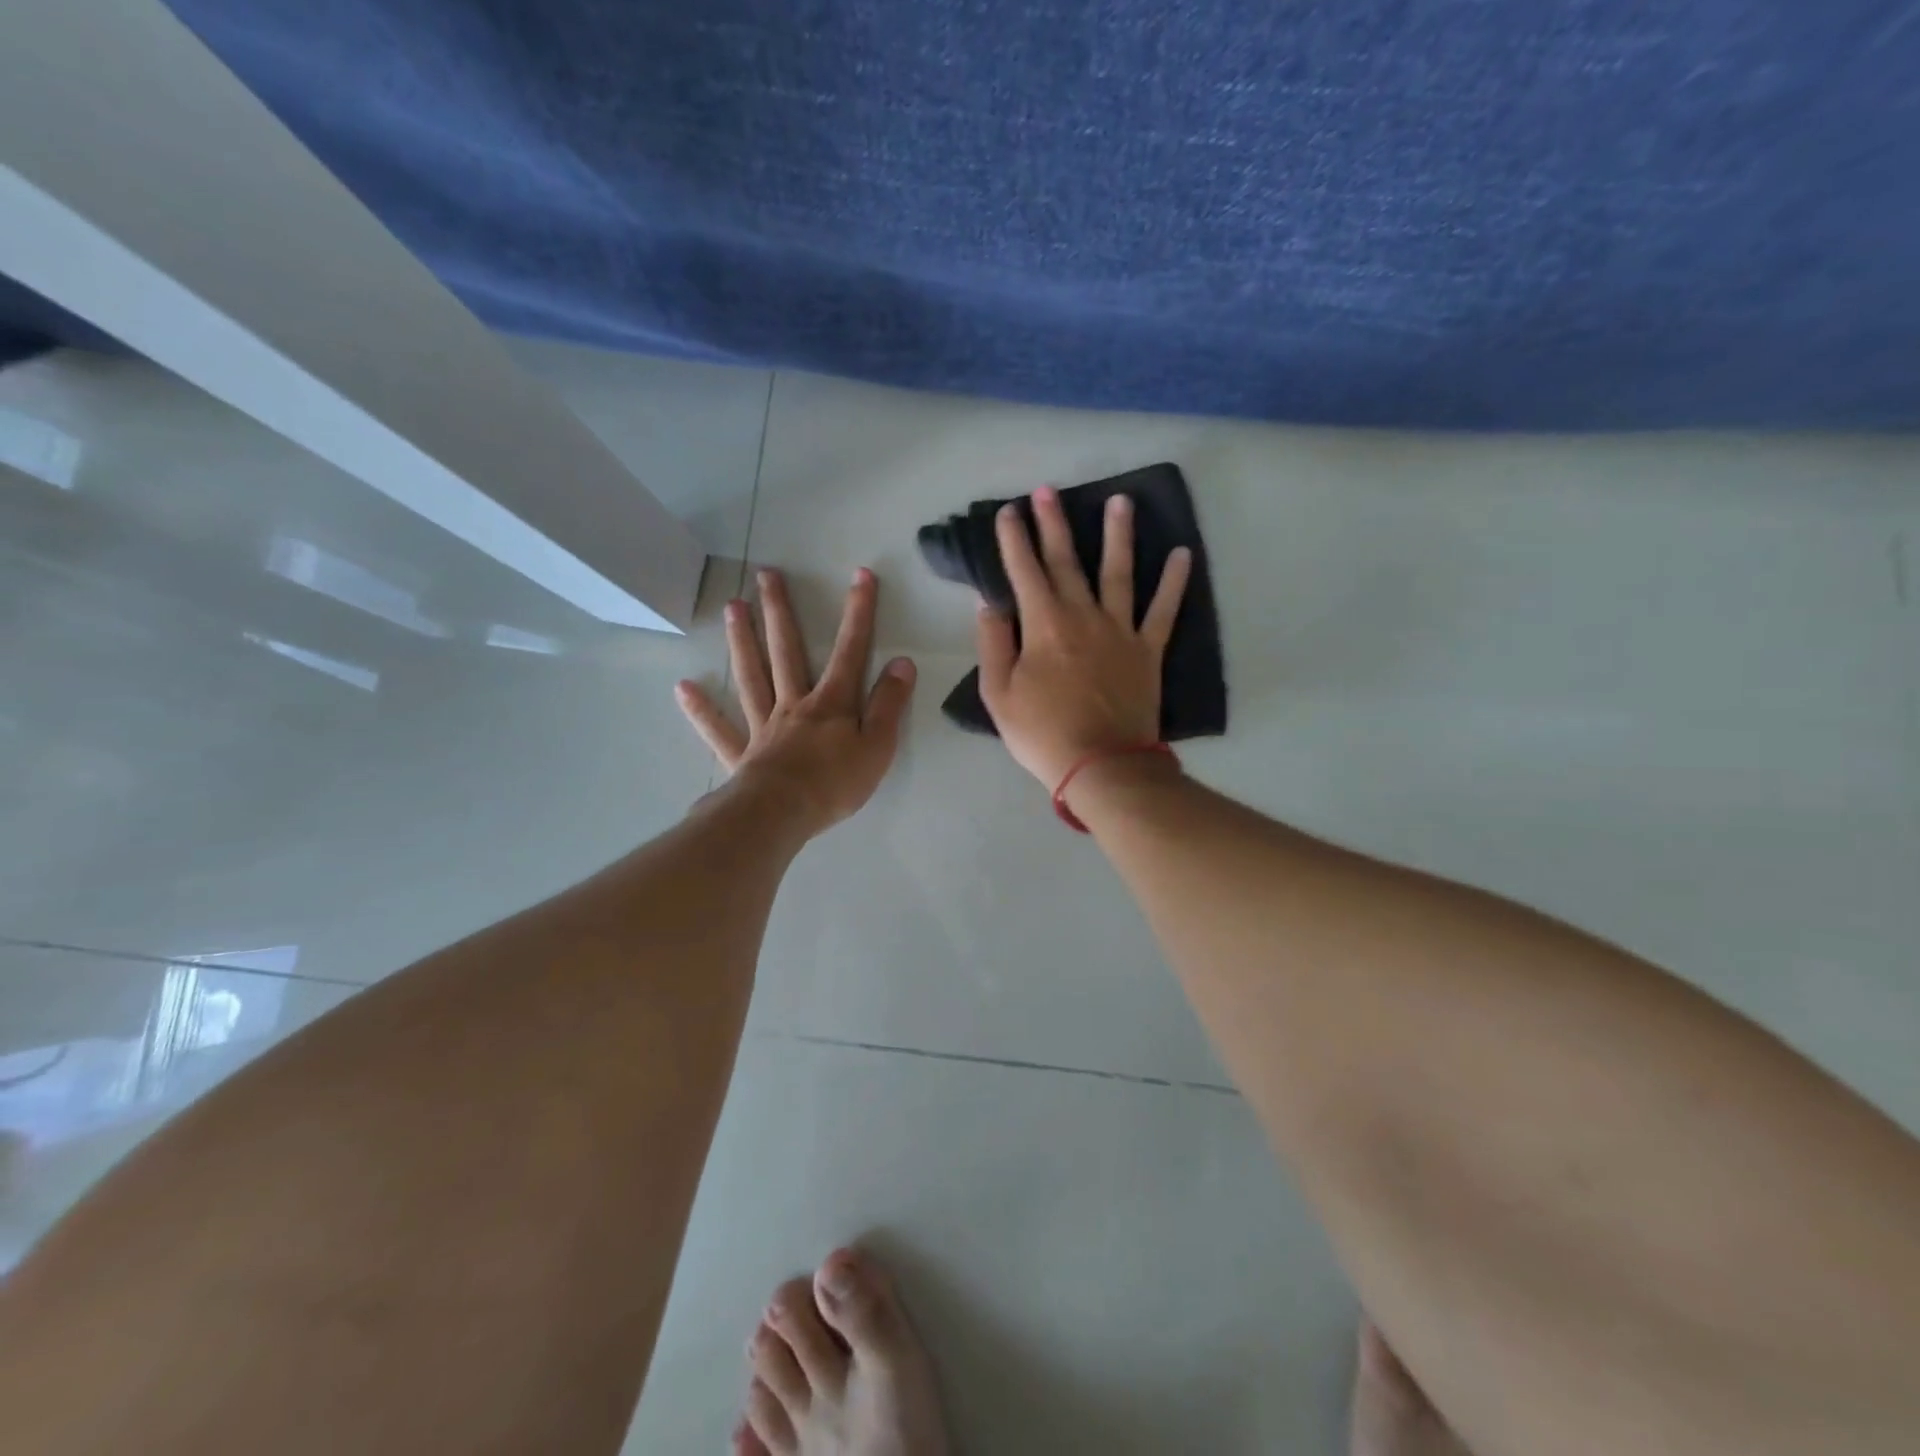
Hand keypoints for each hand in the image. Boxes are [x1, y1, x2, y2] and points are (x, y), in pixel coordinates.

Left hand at [676, 567, 915, 835]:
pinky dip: (701, 710)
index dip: (858, 613)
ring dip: (742, 641)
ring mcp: (763, 727)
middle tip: (766, 575)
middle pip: (786, 651)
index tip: (860, 576)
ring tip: (731, 606)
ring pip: (751, 676)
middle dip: (780, 611)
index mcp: (831, 703)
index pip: (850, 651)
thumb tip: (902, 662)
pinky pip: (719, 729)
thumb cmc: (835, 783)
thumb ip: (889, 704)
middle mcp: (794, 704)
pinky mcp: (741, 754)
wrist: (782, 814)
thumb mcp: (878, 746)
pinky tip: (684, 688)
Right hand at [976, 486, 1190, 788]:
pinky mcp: (1148, 650)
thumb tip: (989, 605)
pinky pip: (1164, 610)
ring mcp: (1120, 630)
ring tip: (1120, 500)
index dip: (1014, 540)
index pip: (1024, 572)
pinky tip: (1182, 554)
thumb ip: (993, 645)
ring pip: (1119, 572)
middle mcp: (1083, 616)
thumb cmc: (1043, 733)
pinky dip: (1174, 582)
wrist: (1102, 765)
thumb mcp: (998, 695)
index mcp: (1043, 626)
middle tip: (1048, 490)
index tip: (1009, 512)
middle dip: (1054, 524)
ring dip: (1118, 535)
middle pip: (1067, 561)